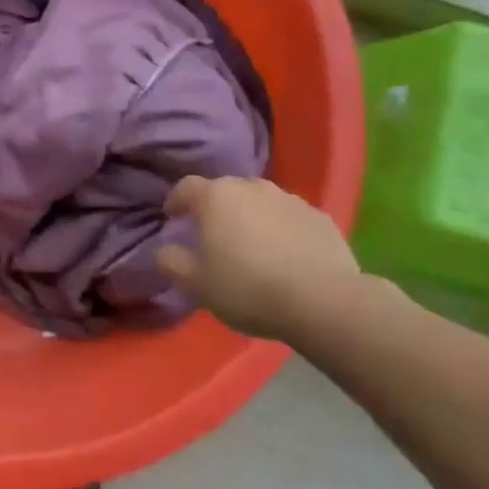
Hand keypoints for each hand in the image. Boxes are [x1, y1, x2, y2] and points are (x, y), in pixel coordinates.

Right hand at [157, 176, 364, 342]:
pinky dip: (281, 230)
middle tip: (212, 235)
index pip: (186, 187)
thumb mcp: (196, 284)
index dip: (176, 200)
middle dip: (215, 209)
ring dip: (250, 217)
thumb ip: (172, 261)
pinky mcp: (321, 217)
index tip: (172, 217)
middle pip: (225, 191)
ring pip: (260, 202)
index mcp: (216, 197)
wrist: (323, 301)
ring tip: (251, 246)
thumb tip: (165, 249)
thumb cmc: (248, 287)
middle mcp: (252, 187)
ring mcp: (290, 199)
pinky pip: (290, 218)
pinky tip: (285, 256)